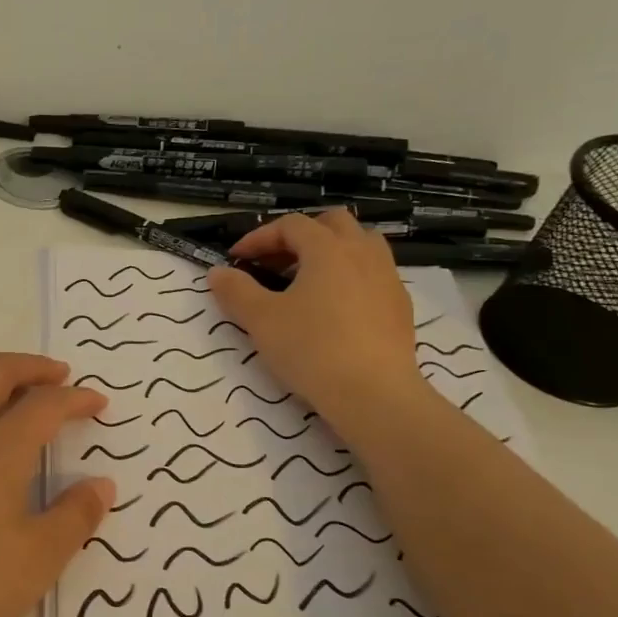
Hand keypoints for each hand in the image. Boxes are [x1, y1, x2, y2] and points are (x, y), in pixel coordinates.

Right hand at [207, 211, 425, 437]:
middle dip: (300, 235)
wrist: (373, 393)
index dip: (259, 237)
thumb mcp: (261, 320)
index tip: (236, 259)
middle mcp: (362, 253)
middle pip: (332, 223)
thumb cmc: (311, 349)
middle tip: (276, 262)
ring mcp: (387, 277)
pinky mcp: (400, 305)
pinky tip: (335, 308)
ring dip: (331, 252)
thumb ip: (236, 291)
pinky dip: (350, 277)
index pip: (290, 225)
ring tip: (308, 279)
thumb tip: (217, 272)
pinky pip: (374, 274)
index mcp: (327, 248)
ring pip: (361, 244)